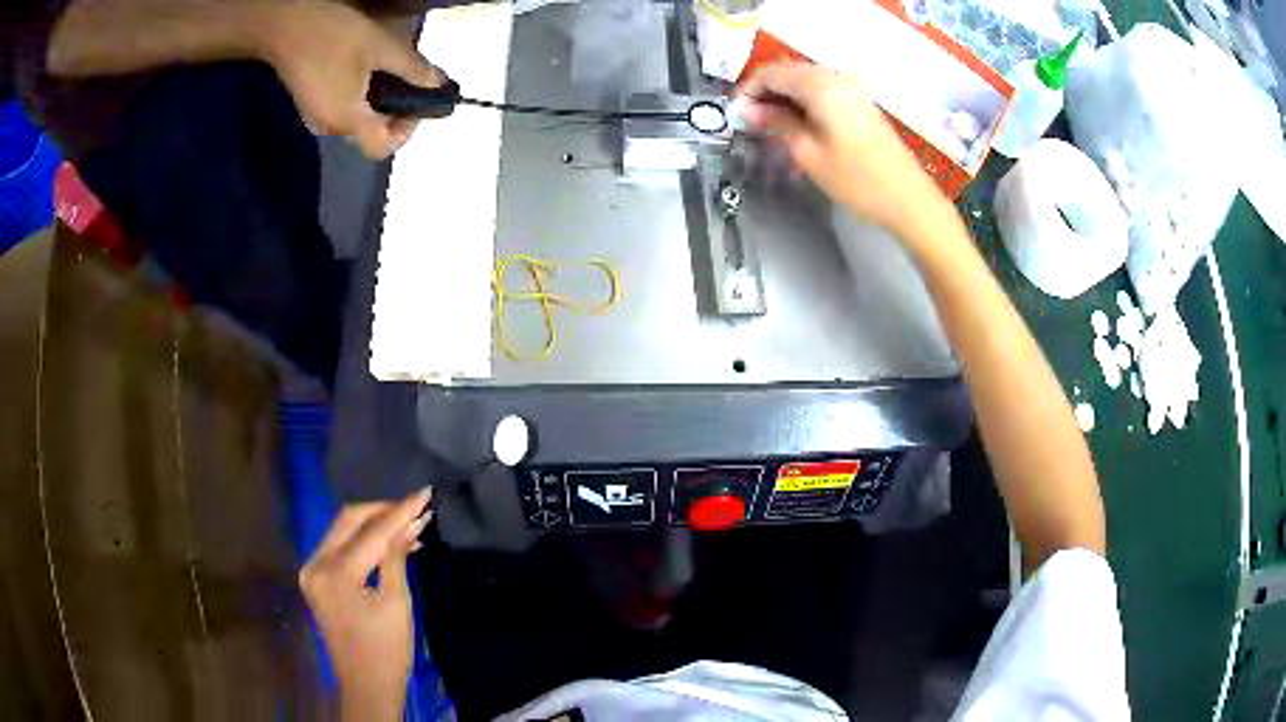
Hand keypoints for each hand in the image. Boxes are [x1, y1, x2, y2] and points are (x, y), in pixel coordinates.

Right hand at [259, 2, 444, 158]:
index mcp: (346, 120)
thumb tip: (439, 83)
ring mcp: (315, 117)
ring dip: (378, 102)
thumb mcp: (380, 47)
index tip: (418, 102)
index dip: (406, 131)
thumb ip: (412, 69)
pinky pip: (341, 108)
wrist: (283, 25)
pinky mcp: (308, 103)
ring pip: (356, 121)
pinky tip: (365, 68)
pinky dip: (360, 96)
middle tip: (409, 82)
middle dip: (395, 112)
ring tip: (389, 71)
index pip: (382, 148)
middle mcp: (329, 127)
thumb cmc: (332, 35)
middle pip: (370, 135)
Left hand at [299, 488, 432, 720]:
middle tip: (416, 506)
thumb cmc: (387, 650)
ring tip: (409, 523)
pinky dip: (364, 542)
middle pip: (349, 520)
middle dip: (383, 511)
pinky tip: (389, 543)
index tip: (425, 493)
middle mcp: (315, 564)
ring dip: (374, 524)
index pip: (372, 532)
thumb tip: (411, 523)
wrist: (367, 685)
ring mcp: (312, 571)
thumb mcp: (397, 602)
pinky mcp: (316, 579)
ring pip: (343, 530)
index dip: (400, 511)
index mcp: (335, 573)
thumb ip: (398, 556)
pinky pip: (340, 547)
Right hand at [737, 63, 945, 232]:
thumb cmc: (856, 179)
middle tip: (748, 121)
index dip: (747, 90)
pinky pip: (822, 92)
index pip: (771, 73)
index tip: (734, 115)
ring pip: (805, 82)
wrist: (908, 199)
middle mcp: (836, 77)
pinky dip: (803, 102)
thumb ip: (776, 123)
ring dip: (783, 98)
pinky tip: (795, 125)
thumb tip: (748, 110)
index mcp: (821, 85)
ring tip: (768, 125)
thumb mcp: (808, 153)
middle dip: (764, 93)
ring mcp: (852, 89)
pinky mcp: (861, 103)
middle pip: (788, 72)